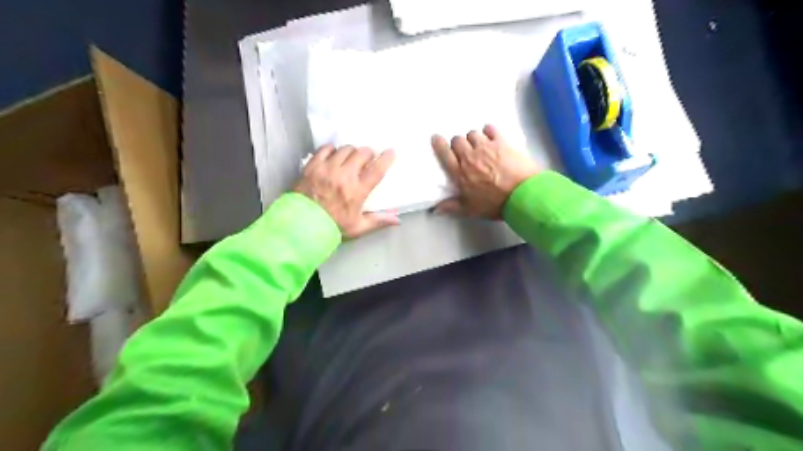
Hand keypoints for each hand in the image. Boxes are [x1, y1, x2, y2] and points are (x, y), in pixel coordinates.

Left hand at [294, 147, 398, 241]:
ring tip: (350, 157)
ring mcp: (327, 169)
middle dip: (368, 152)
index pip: (377, 169)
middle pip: (362, 153)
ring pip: (345, 149)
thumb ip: (378, 221)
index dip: (386, 158)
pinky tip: (333, 156)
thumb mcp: (358, 227)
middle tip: (368, 157)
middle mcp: (344, 176)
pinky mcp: (313, 165)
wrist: (301, 225)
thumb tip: (397, 220)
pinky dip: (332, 150)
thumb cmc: (333, 227)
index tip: (391, 152)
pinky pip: (325, 149)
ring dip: (351, 151)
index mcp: (358, 191)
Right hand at [434, 126, 537, 219]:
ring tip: (479, 145)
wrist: (522, 195)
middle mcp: (470, 156)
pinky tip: (491, 136)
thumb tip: (435, 209)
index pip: (444, 154)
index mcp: (460, 173)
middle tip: (464, 151)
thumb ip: (452, 207)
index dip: (439, 144)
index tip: (436, 138)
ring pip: (472, 133)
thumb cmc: (494, 204)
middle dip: (458, 143)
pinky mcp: (501, 141)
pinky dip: (488, 131)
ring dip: (473, 138)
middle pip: (457, 140)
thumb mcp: (470, 210)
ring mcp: (486, 147)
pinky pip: (490, 129)